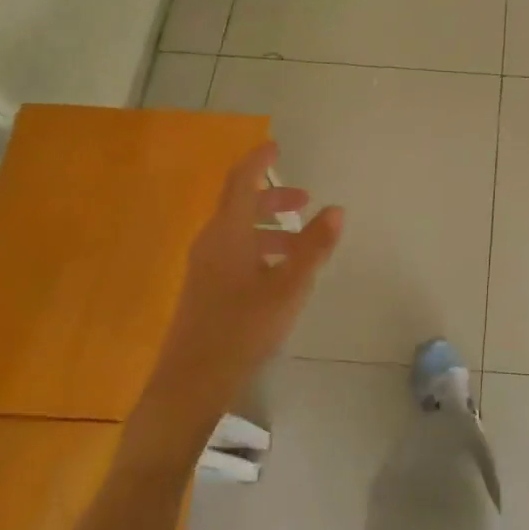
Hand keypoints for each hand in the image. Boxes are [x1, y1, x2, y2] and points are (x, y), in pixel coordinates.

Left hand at [163, 141, 342, 398]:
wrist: (191, 382)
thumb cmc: (243, 328)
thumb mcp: (289, 286)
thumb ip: (314, 247)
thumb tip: (336, 209)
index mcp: (227, 233)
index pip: (241, 182)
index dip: (258, 162)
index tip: (276, 147)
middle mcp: (211, 242)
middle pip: (240, 206)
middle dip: (273, 198)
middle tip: (306, 200)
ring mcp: (205, 267)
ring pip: (239, 232)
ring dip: (271, 228)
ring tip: (303, 244)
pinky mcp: (205, 289)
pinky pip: (234, 252)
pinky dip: (260, 249)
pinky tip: (281, 274)